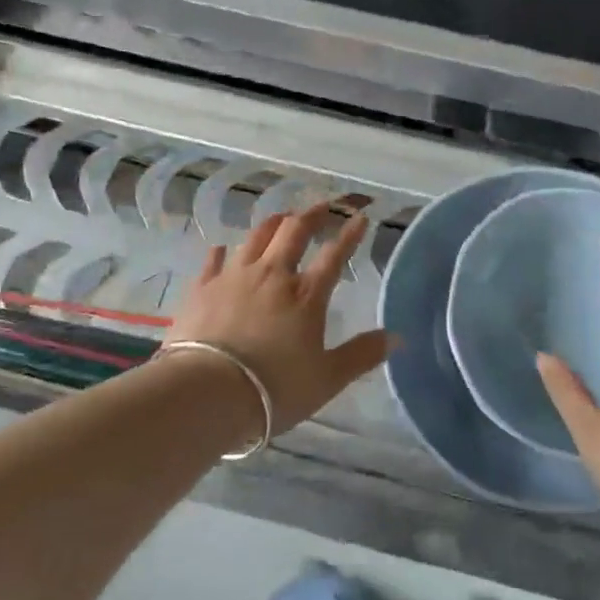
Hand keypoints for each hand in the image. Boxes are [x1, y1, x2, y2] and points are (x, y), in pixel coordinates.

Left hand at [164, 206, 391, 430]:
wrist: (207, 393)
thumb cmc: (274, 389)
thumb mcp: (327, 379)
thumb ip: (362, 355)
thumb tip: (397, 337)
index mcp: (306, 295)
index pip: (334, 255)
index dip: (350, 234)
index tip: (360, 217)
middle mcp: (272, 275)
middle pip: (294, 232)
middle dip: (312, 215)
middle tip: (323, 206)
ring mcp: (234, 277)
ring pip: (256, 237)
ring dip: (273, 223)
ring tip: (281, 218)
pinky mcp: (202, 288)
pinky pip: (214, 260)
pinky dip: (223, 251)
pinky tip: (223, 248)